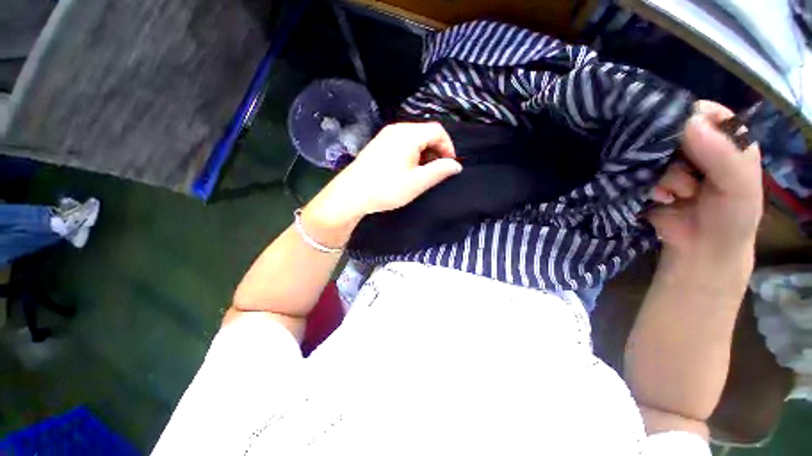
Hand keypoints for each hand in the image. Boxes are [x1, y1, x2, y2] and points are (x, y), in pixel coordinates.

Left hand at [302, 122, 461, 242]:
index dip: (448, 146)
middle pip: (425, 132)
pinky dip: (411, 152)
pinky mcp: (378, 144)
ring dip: (424, 152)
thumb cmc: (386, 188)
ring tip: (423, 172)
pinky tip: (407, 169)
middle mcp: (396, 129)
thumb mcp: (417, 182)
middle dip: (436, 150)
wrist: (351, 194)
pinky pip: (402, 142)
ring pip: (413, 138)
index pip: (438, 131)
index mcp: (408, 134)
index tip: (449, 165)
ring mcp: (385, 135)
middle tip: (437, 170)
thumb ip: (439, 171)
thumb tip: (456, 165)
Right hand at [647, 101, 762, 261]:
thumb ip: (724, 155)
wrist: (700, 250)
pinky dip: (648, 186)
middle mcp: (692, 145)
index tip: (689, 142)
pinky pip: (635, 173)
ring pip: (650, 154)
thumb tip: (689, 122)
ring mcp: (665, 163)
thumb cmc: (730, 217)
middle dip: (673, 155)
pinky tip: (661, 198)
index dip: (691, 122)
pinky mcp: (645, 179)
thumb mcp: (740, 186)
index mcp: (722, 138)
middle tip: (687, 177)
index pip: (699, 112)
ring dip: (663, 175)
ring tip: (678, 194)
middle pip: (669, 132)